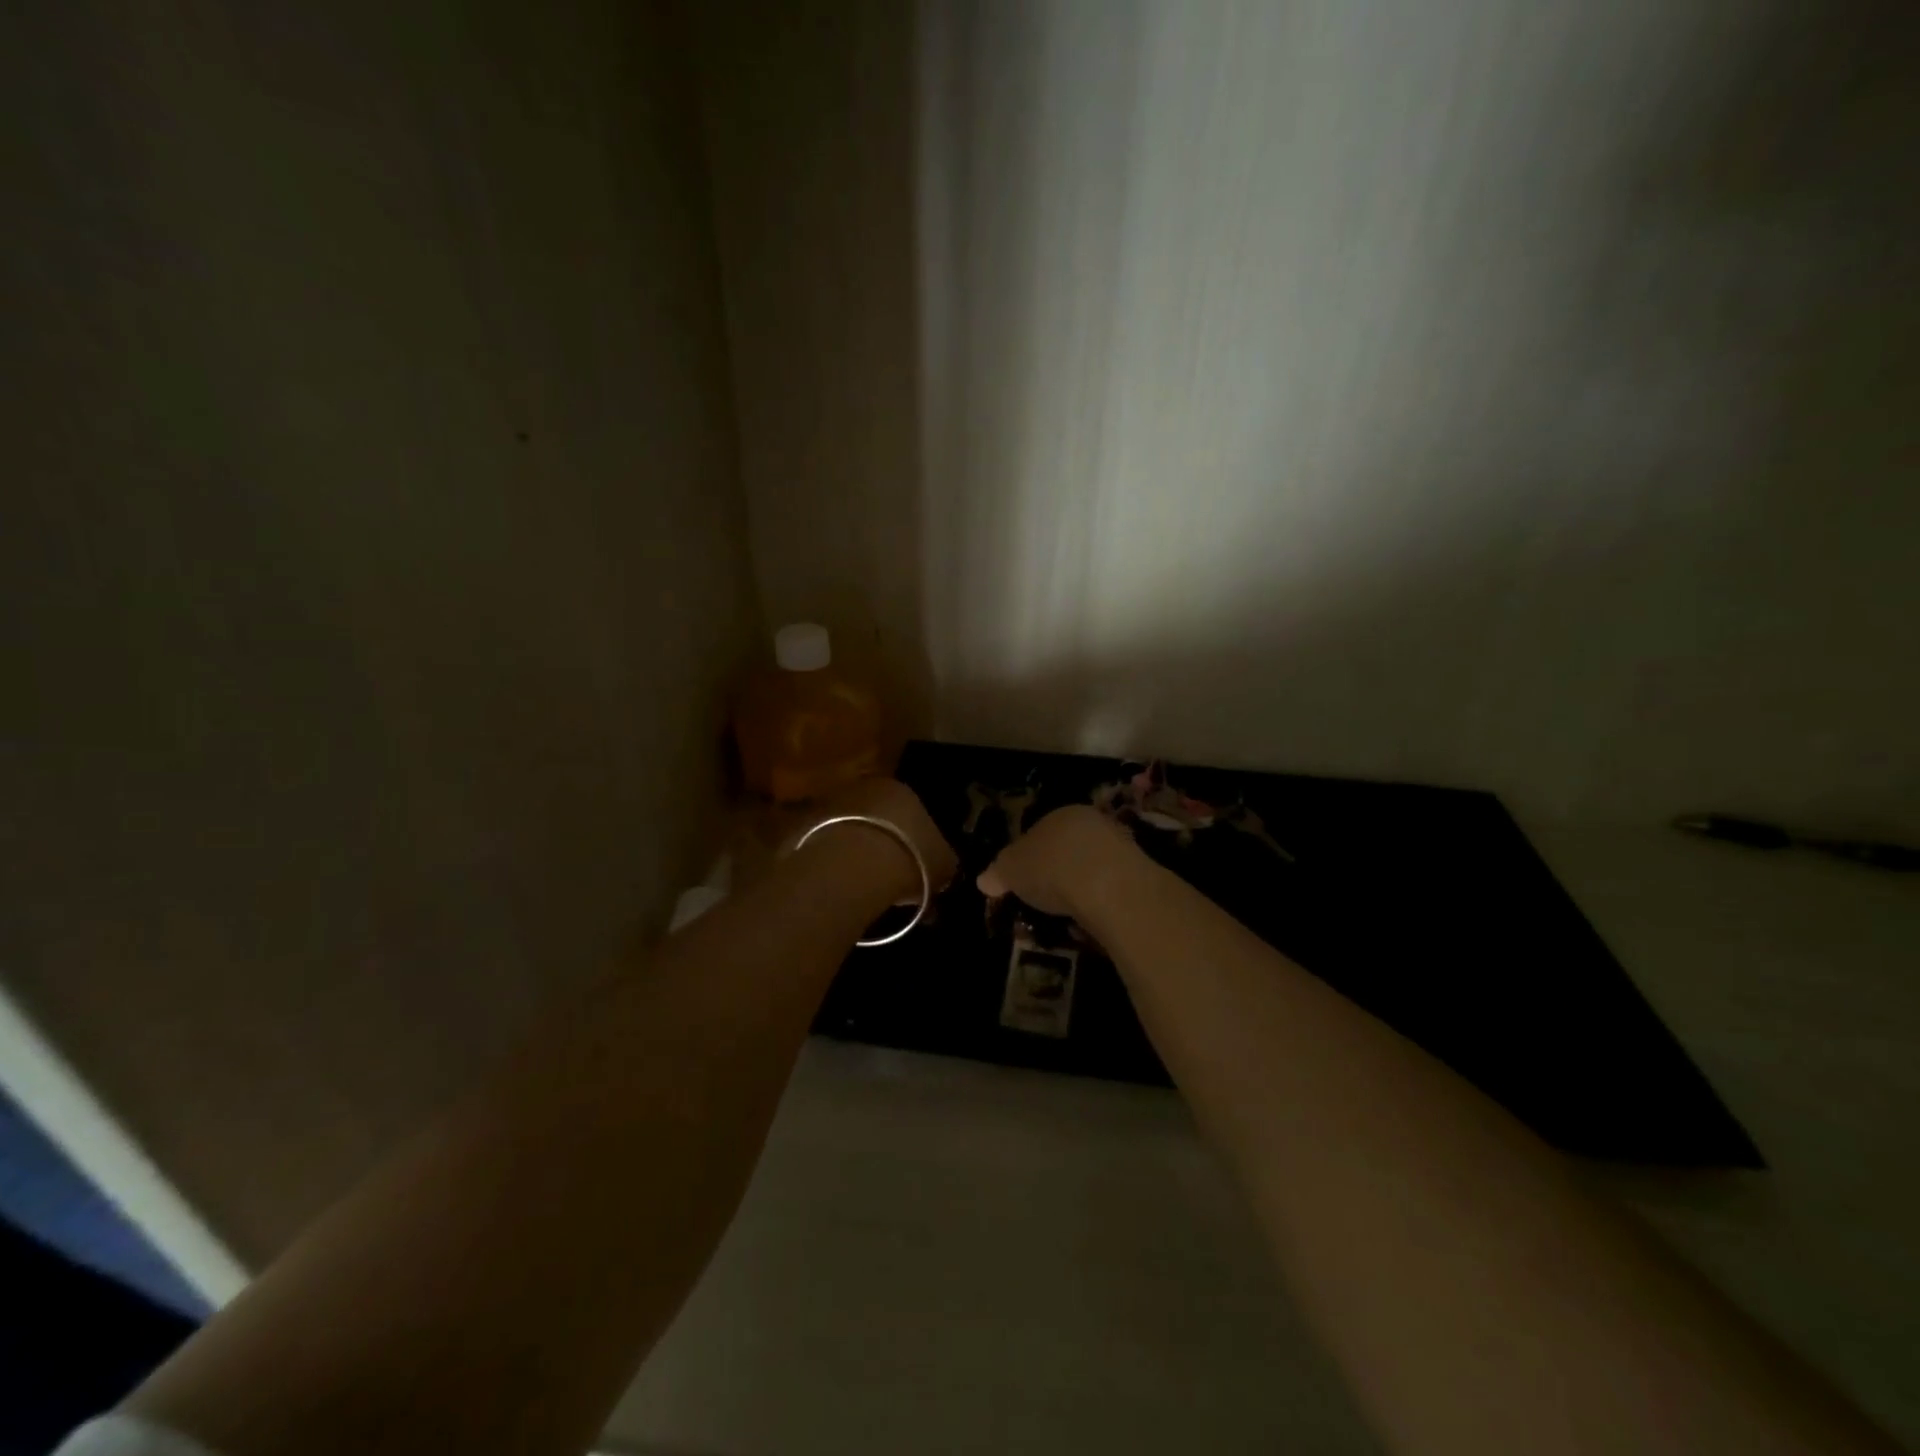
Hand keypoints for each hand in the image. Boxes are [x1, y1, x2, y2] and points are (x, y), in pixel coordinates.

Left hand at [800, 778, 957, 903]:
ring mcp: (830, 804)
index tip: (918, 867)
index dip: (917, 841)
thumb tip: (944, 868)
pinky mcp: (802, 826)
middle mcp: (865, 788)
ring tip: (862, 885)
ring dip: (855, 851)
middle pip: (878, 817)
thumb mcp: (943, 865)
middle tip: (889, 876)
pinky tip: (838, 886)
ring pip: (849, 829)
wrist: (851, 868)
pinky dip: (831, 863)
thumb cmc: (909, 859)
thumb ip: (945, 863)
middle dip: (885, 842)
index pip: (913, 812)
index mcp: (903, 790)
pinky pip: (824, 847)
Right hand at [977, 805, 1141, 917]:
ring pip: (1091, 866)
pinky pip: (1109, 887)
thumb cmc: (1051, 868)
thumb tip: (983, 880)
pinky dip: (1099, 900)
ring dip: (1080, 886)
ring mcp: (1118, 846)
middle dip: (1056, 870)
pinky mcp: (1138, 874)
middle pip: (1067, 848)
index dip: (1026, 856)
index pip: (1038, 832)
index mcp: (1059, 814)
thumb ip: (998, 872)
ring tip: (1066, 914)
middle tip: (1044, 898)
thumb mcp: (1012, 870)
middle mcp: (1091, 823)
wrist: (1108, 886)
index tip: (1021, 881)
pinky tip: (1091, 918)